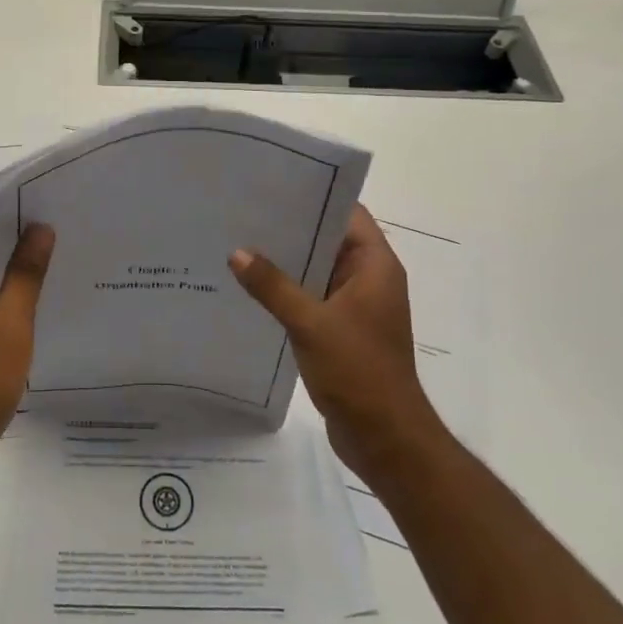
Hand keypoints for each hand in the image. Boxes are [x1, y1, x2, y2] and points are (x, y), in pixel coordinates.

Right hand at [229, 204, 442, 476]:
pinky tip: (250, 288)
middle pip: (329, 240)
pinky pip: (311, 299)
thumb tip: (237, 253)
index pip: (348, 214)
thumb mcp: (311, 324)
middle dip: (291, 228)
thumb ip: (273, 287)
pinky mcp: (340, 331)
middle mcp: (368, 280)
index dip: (316, 196)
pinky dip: (287, 291)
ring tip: (239, 243)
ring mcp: (355, 307)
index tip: (274, 185)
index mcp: (375, 267)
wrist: (385, 438)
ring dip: (286, 262)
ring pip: (317, 271)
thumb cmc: (358, 372)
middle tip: (244, 212)